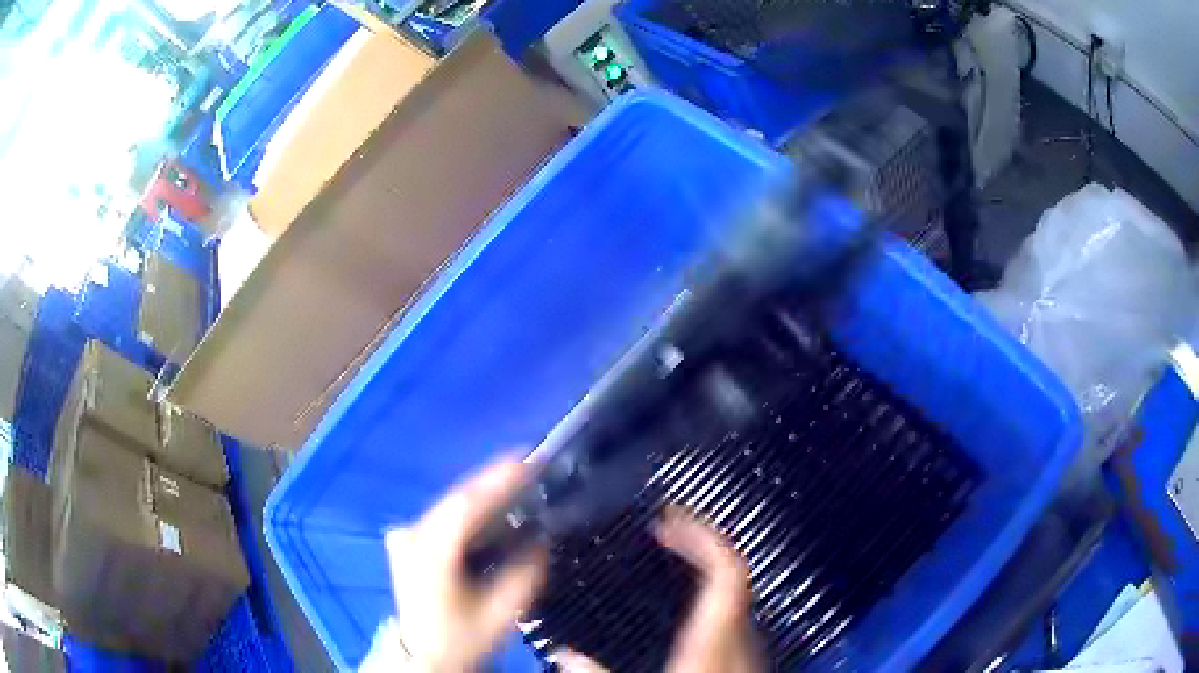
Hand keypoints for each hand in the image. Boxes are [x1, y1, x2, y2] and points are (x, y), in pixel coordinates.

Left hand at [386, 458, 546, 671]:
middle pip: (456, 501)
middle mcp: (411, 536)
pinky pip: (443, 518)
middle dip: (494, 484)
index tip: (528, 461)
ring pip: (450, 507)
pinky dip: (470, 512)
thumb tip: (541, 539)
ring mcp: (405, 538)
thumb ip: (525, 574)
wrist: (424, 656)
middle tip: (532, 471)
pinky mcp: (408, 543)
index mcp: (431, 553)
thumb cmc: (462, 638)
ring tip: (519, 487)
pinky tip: (492, 513)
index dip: (496, 481)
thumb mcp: (500, 613)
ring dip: (483, 497)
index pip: (465, 506)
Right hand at [556, 507, 762, 672]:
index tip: (667, 518)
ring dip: (707, 568)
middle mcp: (739, 639)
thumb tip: (563, 656)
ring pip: (736, 593)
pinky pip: (734, 615)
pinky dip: (712, 596)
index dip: (703, 536)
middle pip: (734, 575)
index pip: (726, 572)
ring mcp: (749, 651)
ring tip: (675, 555)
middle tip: (664, 530)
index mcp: (713, 642)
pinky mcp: (746, 663)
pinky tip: (688, 606)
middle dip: (701, 544)